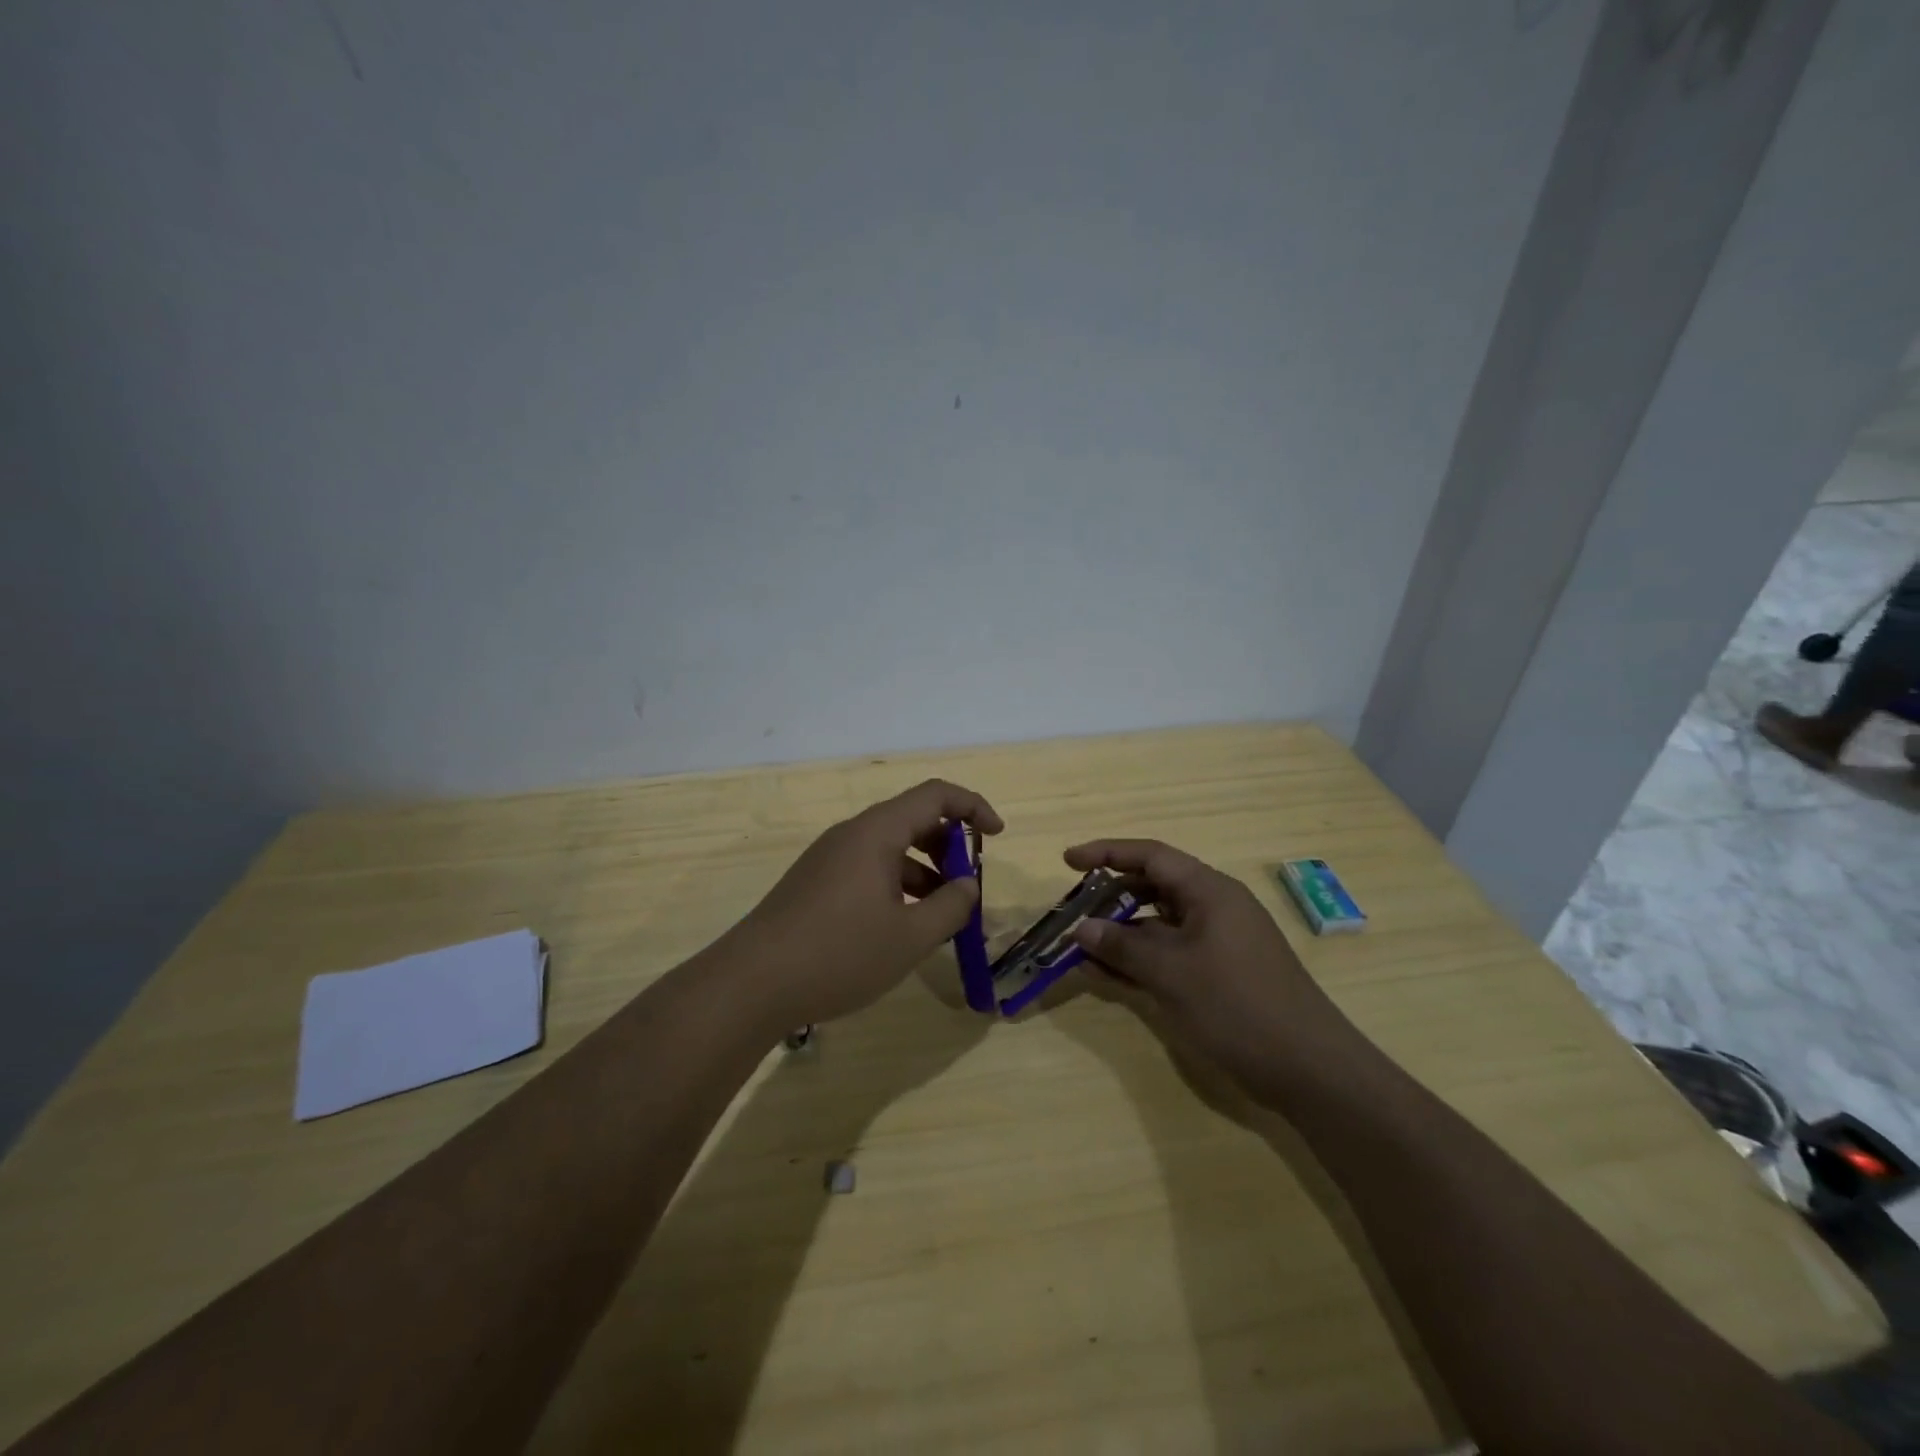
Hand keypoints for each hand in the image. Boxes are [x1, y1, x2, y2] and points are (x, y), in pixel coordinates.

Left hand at [731, 779, 1003, 1026]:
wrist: (751, 984)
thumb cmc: (839, 954)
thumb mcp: (909, 937)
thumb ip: (950, 907)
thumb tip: (967, 886)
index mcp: (876, 833)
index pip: (935, 796)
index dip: (973, 807)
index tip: (997, 836)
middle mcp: (851, 835)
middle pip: (912, 820)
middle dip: (949, 847)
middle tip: (967, 887)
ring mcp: (829, 859)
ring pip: (889, 849)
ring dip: (923, 872)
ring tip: (940, 918)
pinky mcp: (815, 884)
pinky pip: (868, 870)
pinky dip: (896, 887)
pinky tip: (901, 928)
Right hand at [1065, 839, 1367, 1104]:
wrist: (1309, 1069)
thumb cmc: (1237, 1005)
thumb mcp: (1171, 973)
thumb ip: (1122, 946)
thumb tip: (1081, 928)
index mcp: (1209, 891)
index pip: (1151, 856)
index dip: (1107, 853)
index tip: (1068, 861)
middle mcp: (1214, 908)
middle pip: (1153, 888)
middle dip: (1110, 898)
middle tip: (1072, 912)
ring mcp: (1218, 943)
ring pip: (1158, 926)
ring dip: (1121, 935)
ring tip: (1080, 949)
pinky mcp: (1219, 975)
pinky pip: (1169, 955)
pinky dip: (1140, 961)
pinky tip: (1107, 976)